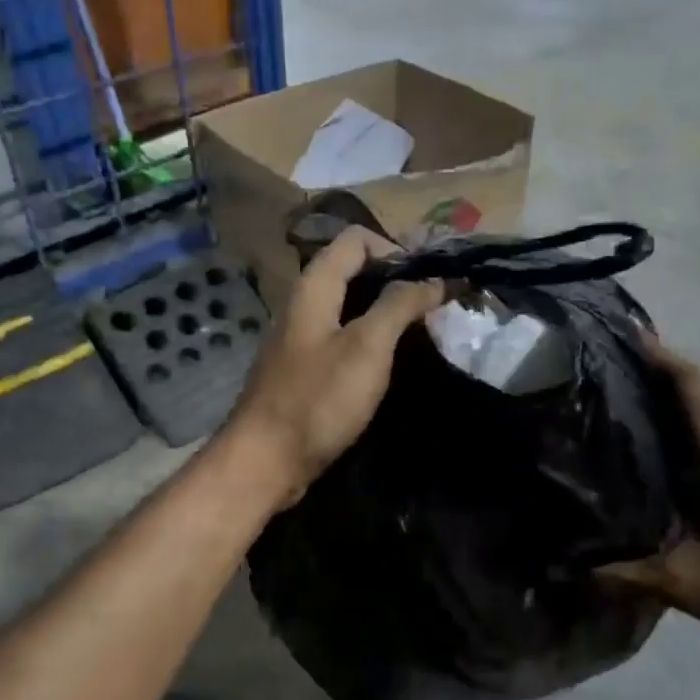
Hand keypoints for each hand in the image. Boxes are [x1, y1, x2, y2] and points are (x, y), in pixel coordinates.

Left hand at [225, 227, 443, 505]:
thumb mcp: (367, 347)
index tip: (428, 279)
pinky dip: (369, 340)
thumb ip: (399, 305)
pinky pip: (341, 339)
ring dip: (385, 312)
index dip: (395, 248)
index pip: (355, 239)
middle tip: (434, 305)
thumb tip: (433, 279)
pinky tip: (390, 362)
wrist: (266, 460)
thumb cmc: (318, 399)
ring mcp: (301, 338)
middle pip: (352, 271)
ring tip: (422, 332)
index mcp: (313, 287)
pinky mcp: (303, 369)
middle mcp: (303, 304)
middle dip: (395, 280)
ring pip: (348, 307)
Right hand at [598, 338, 699, 654]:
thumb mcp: (690, 585)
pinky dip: (698, 420)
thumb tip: (575, 570)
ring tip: (637, 395)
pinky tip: (673, 442)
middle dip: (666, 371)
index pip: (697, 391)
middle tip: (617, 364)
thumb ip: (631, 575)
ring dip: (684, 395)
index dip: (665, 359)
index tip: (631, 334)